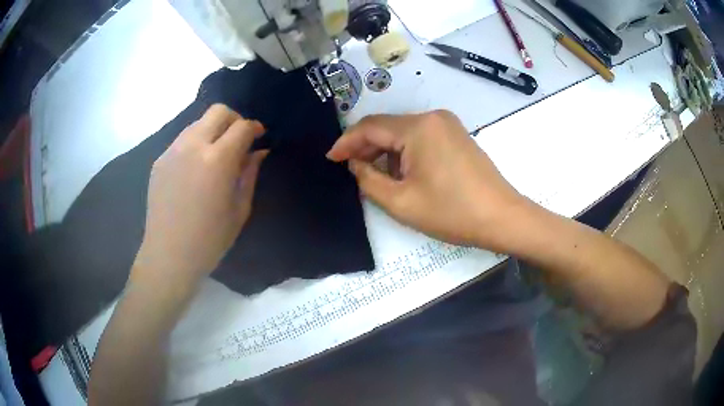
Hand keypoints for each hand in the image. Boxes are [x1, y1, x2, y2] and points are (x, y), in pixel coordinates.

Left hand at [134, 104, 267, 289]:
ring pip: (197, 122)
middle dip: (234, 119)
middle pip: (218, 111)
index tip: (259, 136)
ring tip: (216, 154)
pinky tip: (195, 168)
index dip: (254, 128)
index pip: (242, 126)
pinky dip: (195, 143)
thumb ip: (250, 174)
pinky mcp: (160, 160)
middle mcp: (193, 146)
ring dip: (212, 130)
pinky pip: (182, 140)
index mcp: (217, 160)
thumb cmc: (210, 239)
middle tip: (238, 139)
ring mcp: (173, 151)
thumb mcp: (239, 209)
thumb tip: (258, 152)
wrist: (169, 255)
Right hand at [327, 110, 528, 248]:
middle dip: (366, 148)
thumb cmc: (451, 212)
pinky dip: (405, 153)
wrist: (501, 218)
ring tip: (376, 177)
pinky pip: (420, 138)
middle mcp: (433, 117)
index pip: (370, 127)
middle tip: (350, 171)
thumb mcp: (401, 202)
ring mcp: (448, 124)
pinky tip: (401, 173)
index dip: (346, 142)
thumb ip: (368, 180)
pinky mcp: (456, 135)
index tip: (331, 158)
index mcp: (418, 128)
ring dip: (386, 152)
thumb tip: (355, 164)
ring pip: (403, 133)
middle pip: (388, 128)